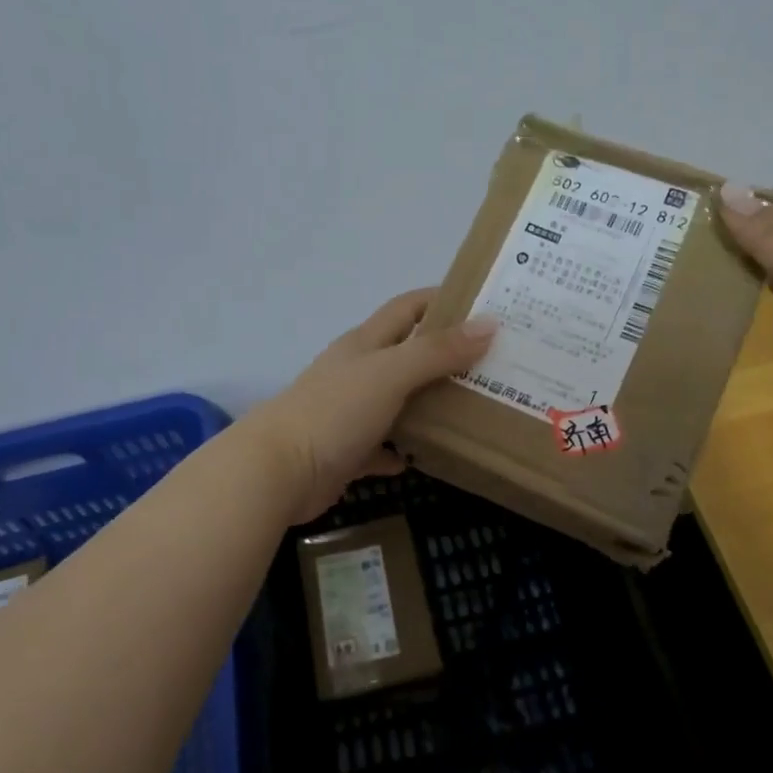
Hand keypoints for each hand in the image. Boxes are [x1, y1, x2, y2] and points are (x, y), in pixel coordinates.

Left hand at [247, 290, 496, 521]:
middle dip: (446, 355)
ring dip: (430, 404)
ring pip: (399, 401)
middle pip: (407, 354)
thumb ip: (438, 351)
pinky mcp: (347, 451)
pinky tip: (431, 455)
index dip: (441, 300)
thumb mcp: (391, 373)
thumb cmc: (335, 411)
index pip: (407, 308)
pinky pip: (384, 446)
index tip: (483, 305)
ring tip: (477, 408)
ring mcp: (351, 412)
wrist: (278, 472)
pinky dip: (404, 449)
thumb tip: (489, 324)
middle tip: (494, 363)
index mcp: (365, 344)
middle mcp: (358, 372)